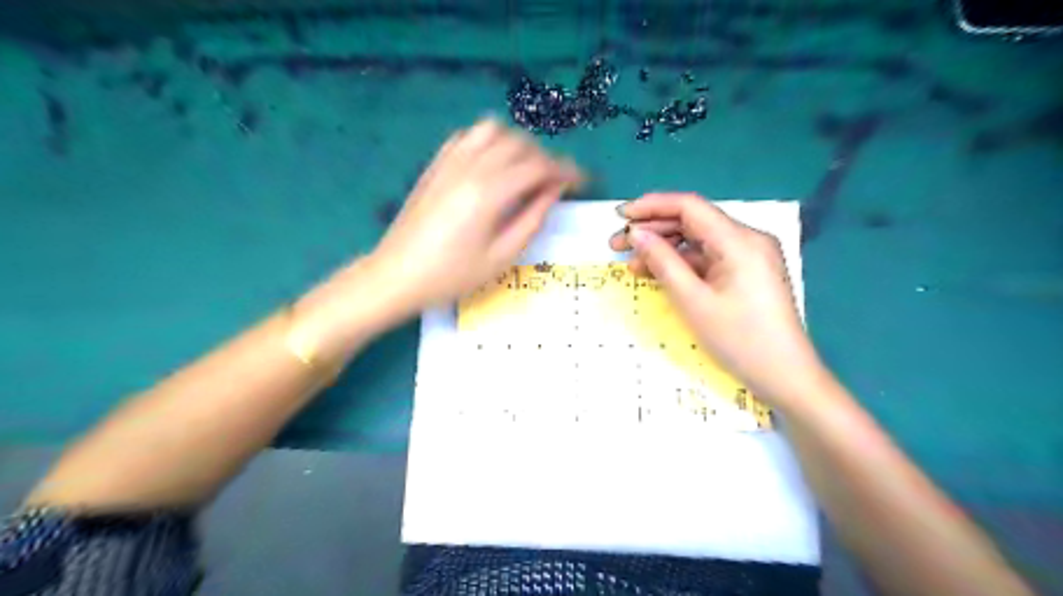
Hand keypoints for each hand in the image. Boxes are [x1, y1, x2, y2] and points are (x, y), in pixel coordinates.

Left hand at [365, 119, 579, 312]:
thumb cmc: (452, 275)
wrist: (396, 275)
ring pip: (493, 130)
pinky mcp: (435, 166)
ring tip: (525, 170)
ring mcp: (449, 162)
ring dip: (517, 144)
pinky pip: (467, 137)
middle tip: (555, 183)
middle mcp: (471, 167)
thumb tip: (553, 192)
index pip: (539, 167)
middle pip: (519, 144)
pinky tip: (493, 164)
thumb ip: (531, 220)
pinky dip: (489, 142)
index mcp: (490, 192)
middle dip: (545, 158)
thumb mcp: (501, 257)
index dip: (566, 171)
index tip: (581, 181)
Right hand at [611, 194, 824, 407]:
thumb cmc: (739, 340)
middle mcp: (747, 239)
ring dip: (664, 249)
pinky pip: (708, 258)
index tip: (620, 216)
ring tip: (632, 264)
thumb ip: (663, 262)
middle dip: (653, 230)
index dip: (651, 206)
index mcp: (740, 240)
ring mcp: (749, 256)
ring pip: (698, 241)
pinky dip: (682, 264)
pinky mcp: (746, 272)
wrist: (785, 376)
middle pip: (693, 221)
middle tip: (616, 245)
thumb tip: (637, 234)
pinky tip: (657, 274)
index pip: (689, 206)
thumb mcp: (693, 301)